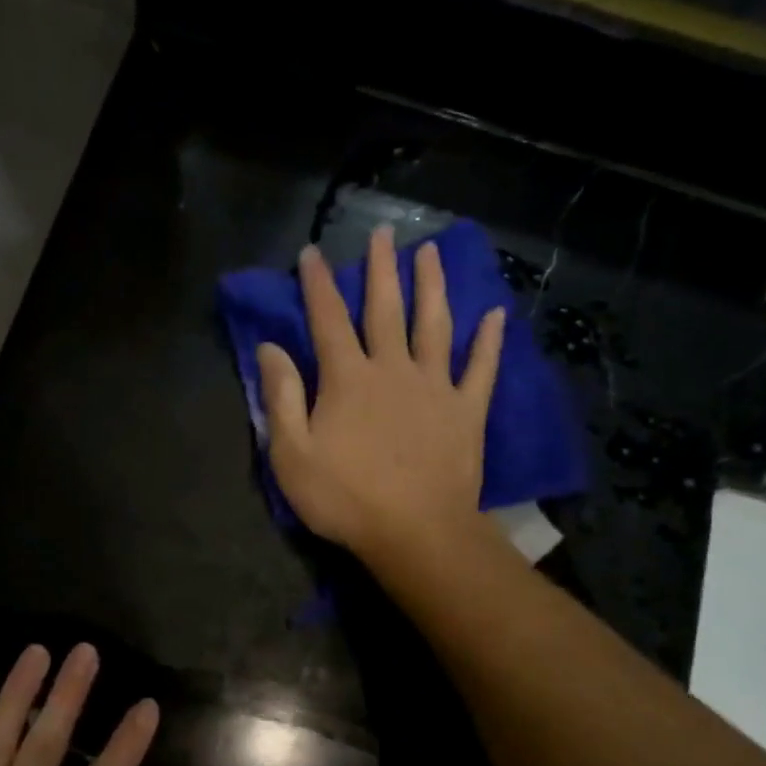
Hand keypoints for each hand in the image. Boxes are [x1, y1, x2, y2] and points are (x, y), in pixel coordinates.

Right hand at [256, 225, 508, 570]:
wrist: (416, 532)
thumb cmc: (345, 498)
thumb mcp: (291, 454)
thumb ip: (280, 398)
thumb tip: (269, 348)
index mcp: (347, 379)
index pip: (328, 320)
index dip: (317, 285)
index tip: (312, 253)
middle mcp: (392, 369)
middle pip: (385, 309)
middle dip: (381, 269)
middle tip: (384, 233)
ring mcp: (435, 387)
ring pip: (434, 324)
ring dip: (432, 286)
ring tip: (432, 253)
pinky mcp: (466, 411)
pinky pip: (480, 368)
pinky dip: (488, 340)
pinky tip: (496, 315)